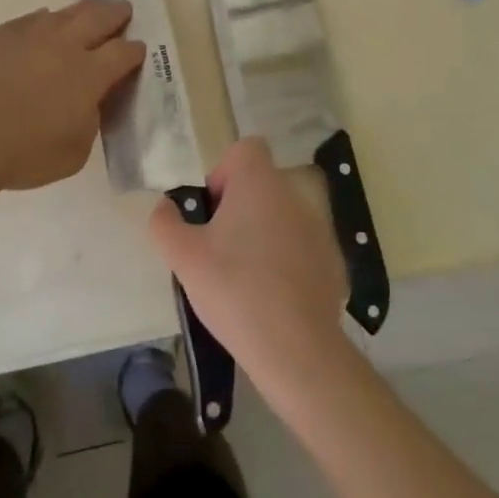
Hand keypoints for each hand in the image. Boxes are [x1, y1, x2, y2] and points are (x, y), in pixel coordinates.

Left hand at [0, 0, 144, 191]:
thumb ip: (88, 122)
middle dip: (115, 13)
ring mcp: (29, 34)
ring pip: (63, 13)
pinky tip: (41, 24)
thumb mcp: (74, 152)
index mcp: (90, 74)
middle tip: (123, 10)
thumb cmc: (23, 152)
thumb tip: (87, 105)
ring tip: (86, 13)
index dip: (135, 51)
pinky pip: (29, 20)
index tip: (138, 50)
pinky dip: (42, 21)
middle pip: (99, 17)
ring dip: (81, 12)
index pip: (123, 53)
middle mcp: (65, 44)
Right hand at [149, 138, 348, 386]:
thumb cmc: (234, 290)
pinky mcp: (333, 261)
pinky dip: (285, 260)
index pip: (246, 149)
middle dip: (238, 208)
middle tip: (219, 248)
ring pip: (281, 216)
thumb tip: (165, 206)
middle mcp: (293, 195)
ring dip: (262, 233)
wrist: (296, 349)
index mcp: (259, 184)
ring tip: (244, 276)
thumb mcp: (183, 257)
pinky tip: (272, 296)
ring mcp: (319, 228)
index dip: (223, 172)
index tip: (212, 211)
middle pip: (261, 184)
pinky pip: (301, 246)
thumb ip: (165, 222)